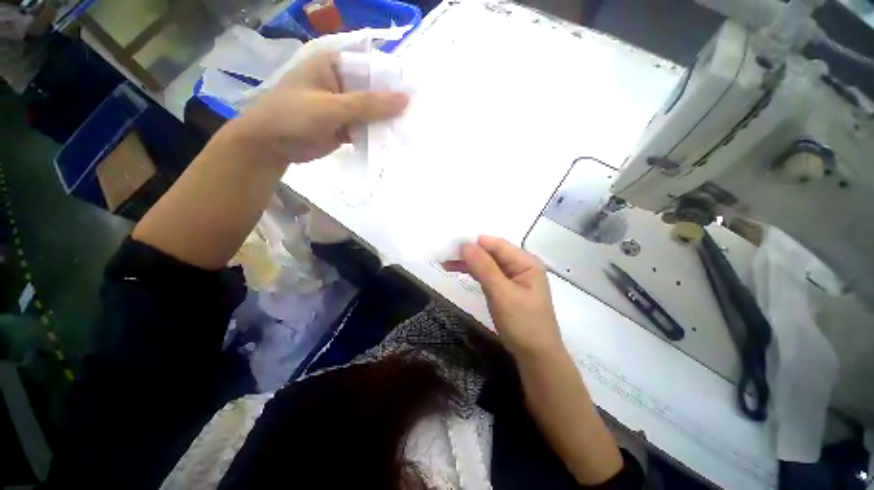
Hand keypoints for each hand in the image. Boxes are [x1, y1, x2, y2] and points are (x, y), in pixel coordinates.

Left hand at [225, 52, 408, 164]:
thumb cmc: (293, 116)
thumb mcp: (331, 107)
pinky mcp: (344, 126)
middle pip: (374, 92)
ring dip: (386, 123)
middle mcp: (341, 83)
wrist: (270, 145)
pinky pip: (366, 128)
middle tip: (416, 117)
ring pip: (372, 112)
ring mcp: (343, 106)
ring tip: (409, 131)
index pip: (372, 68)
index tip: (416, 95)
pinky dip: (376, 135)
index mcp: (334, 64)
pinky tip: (392, 142)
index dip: (393, 81)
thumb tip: (405, 99)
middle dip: (392, 106)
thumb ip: (368, 104)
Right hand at [444, 236, 564, 359]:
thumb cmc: (523, 324)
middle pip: (491, 252)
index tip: (451, 245)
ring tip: (445, 262)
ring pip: (486, 263)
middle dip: (468, 252)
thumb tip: (465, 245)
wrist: (535, 356)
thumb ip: (484, 268)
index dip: (474, 242)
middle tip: (444, 254)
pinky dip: (472, 272)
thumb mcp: (502, 294)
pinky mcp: (504, 287)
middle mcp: (520, 265)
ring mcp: (512, 276)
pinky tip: (457, 270)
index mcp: (526, 262)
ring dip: (467, 262)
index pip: (496, 244)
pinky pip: (486, 274)